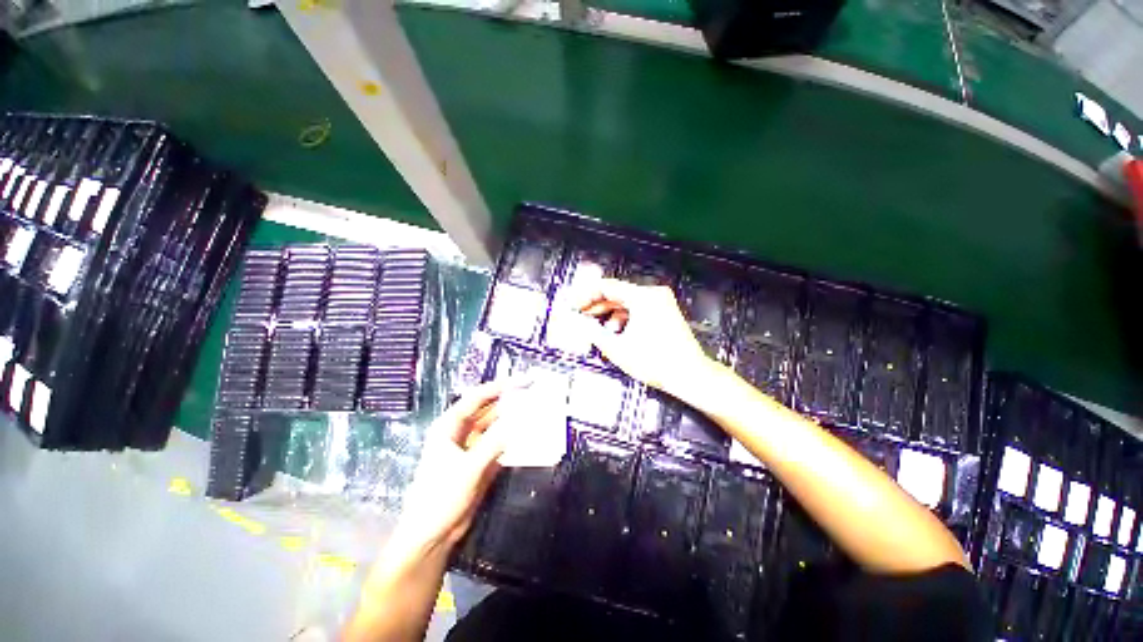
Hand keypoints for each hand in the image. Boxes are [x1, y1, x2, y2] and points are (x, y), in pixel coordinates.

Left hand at [394, 380, 520, 550]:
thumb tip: (518, 421)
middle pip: (489, 410)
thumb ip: (493, 443)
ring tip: (537, 412)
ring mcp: (473, 447)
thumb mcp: (468, 468)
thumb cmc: (440, 497)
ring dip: (514, 421)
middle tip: (535, 395)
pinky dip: (514, 440)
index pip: (478, 397)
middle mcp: (462, 432)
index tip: (524, 382)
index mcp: (450, 425)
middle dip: (511, 402)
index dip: (501, 387)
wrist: (432, 536)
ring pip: (497, 427)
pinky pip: (501, 445)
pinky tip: (530, 436)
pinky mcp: (482, 462)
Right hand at [574, 278, 711, 394]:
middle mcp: (653, 294)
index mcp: (642, 297)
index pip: (606, 287)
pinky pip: (638, 309)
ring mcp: (661, 302)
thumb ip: (592, 332)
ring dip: (609, 313)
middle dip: (596, 306)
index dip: (585, 295)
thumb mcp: (617, 348)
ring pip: (626, 302)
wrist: (690, 375)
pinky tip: (616, 332)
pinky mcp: (664, 312)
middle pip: (616, 293)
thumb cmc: (654, 362)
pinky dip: (624, 318)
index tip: (572, 306)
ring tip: (597, 329)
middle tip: (580, 317)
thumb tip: (576, 323)